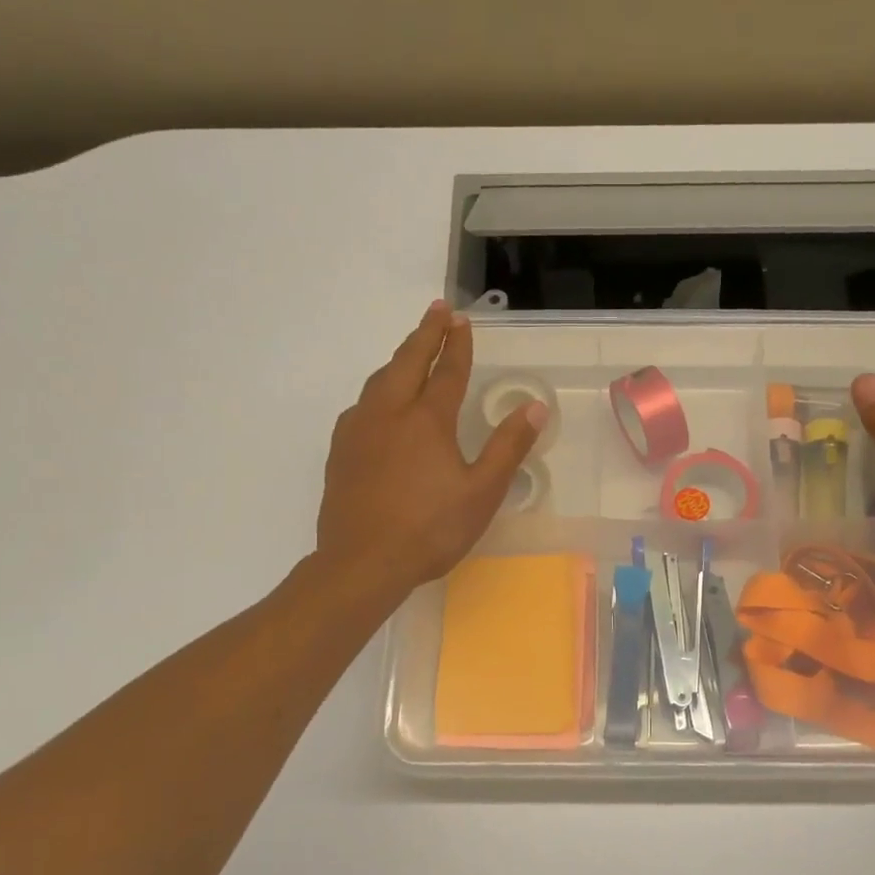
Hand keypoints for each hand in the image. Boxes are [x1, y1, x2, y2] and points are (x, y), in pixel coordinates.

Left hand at [317, 301, 545, 601]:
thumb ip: (508, 447)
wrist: (361, 563)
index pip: (447, 371)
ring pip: (379, 381)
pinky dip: (378, 390)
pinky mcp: (340, 452)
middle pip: (407, 362)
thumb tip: (535, 407)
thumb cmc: (430, 529)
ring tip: (412, 352)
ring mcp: (358, 431)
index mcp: (427, 420)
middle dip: (424, 334)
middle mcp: (389, 414)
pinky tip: (379, 405)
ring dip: (399, 359)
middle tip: (437, 310)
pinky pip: (361, 406)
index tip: (462, 319)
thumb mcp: (482, 492)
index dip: (457, 344)